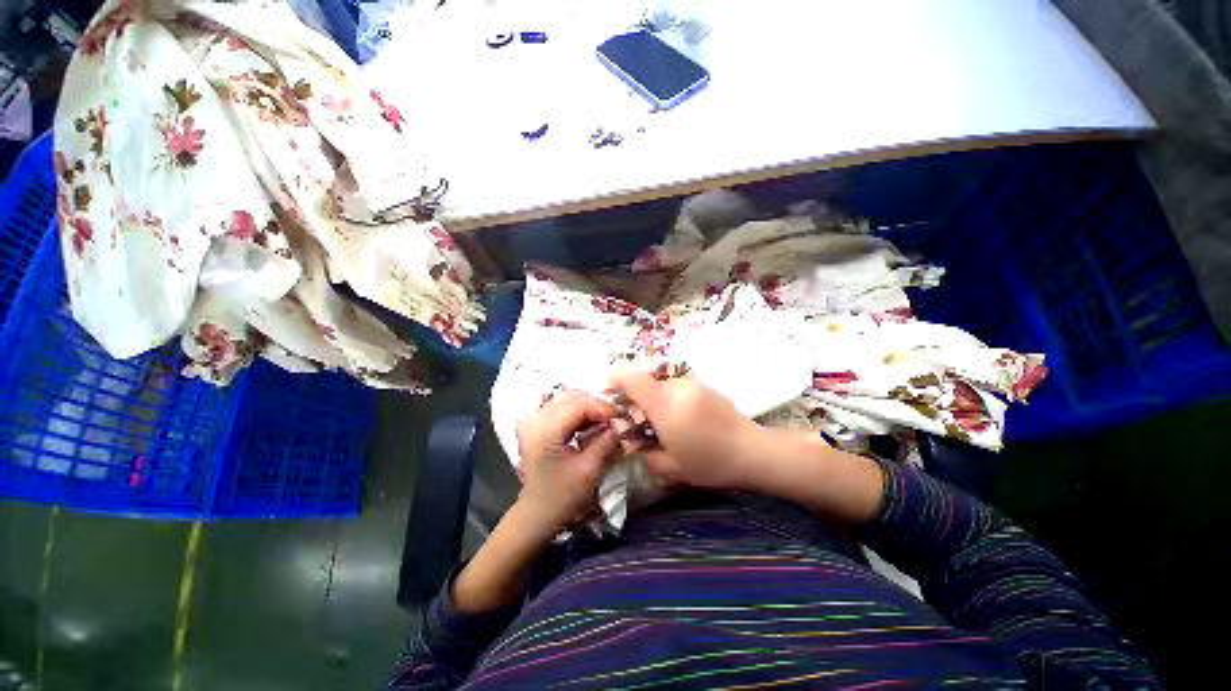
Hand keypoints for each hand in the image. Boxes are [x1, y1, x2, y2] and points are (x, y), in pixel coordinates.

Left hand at [516, 390, 620, 533]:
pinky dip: (577, 415)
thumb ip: (605, 442)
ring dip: (587, 409)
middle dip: (596, 405)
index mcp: (545, 430)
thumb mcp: (589, 469)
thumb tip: (622, 424)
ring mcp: (532, 423)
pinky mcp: (535, 429)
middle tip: (617, 420)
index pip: (578, 404)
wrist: (538, 512)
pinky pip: (559, 411)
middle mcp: (535, 420)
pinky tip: (590, 427)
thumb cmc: (563, 496)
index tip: (623, 418)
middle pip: (570, 397)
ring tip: (606, 423)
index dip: (603, 407)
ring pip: (565, 401)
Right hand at [608, 371, 765, 491]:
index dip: (614, 382)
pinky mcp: (709, 389)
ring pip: (664, 386)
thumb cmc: (709, 464)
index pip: (631, 378)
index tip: (608, 395)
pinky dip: (673, 402)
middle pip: (647, 383)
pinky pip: (680, 390)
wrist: (752, 453)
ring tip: (663, 428)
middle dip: (636, 400)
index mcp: (664, 405)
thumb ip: (643, 452)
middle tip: (638, 426)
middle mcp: (678, 387)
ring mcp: (696, 385)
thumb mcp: (669, 467)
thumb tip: (630, 442)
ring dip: (656, 402)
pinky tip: (682, 425)